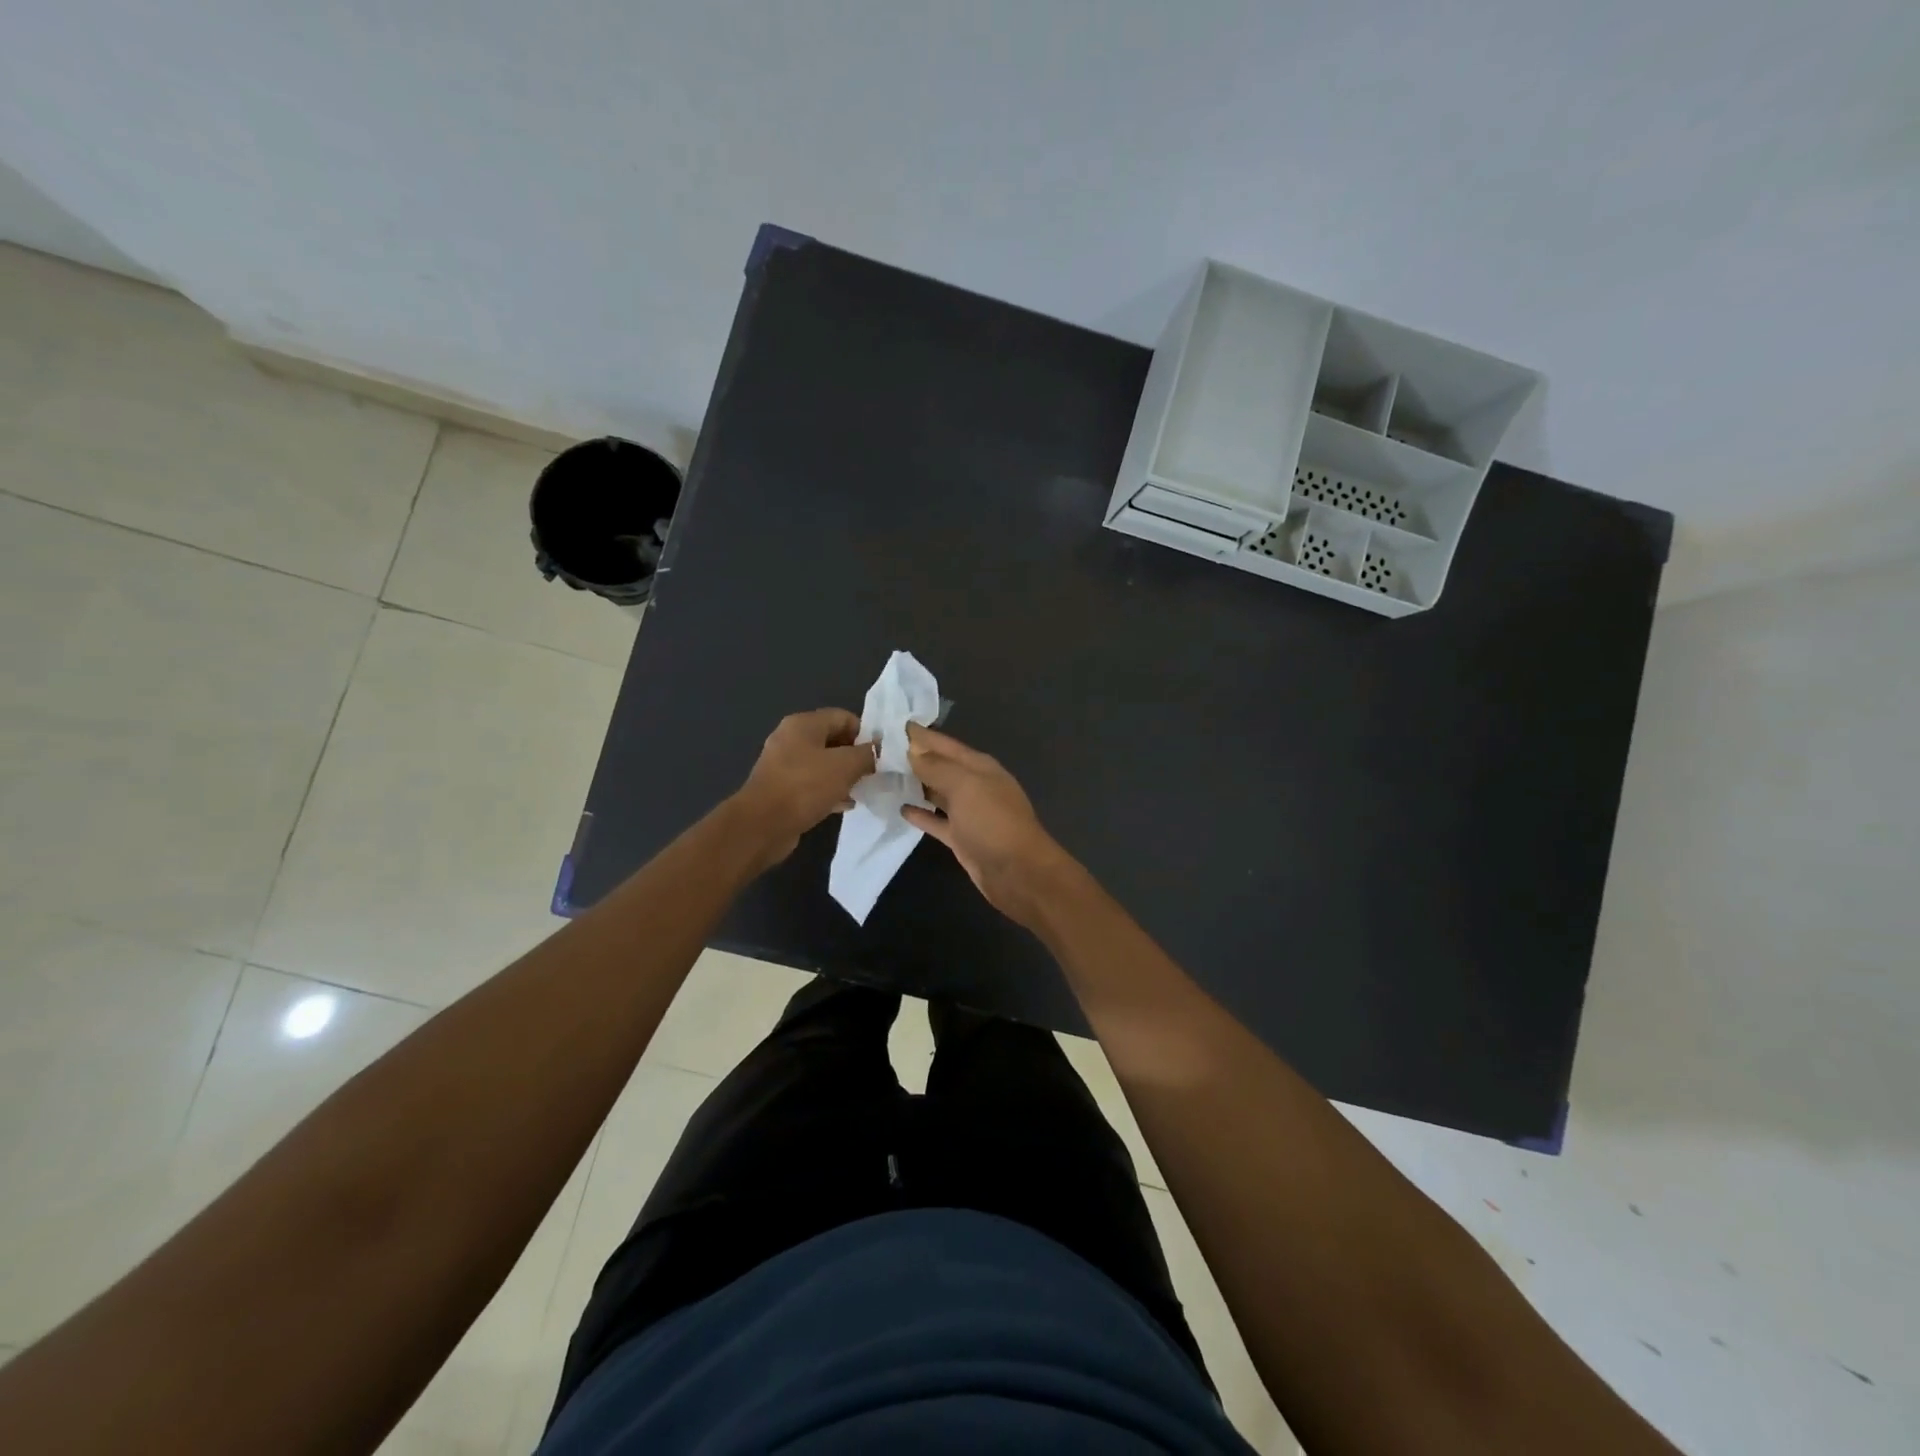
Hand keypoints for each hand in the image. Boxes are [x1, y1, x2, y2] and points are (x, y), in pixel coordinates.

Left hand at [734, 708, 875, 866]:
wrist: (762, 825)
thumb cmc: (805, 787)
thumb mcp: (846, 766)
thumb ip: (867, 754)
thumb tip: (876, 751)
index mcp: (803, 724)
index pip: (843, 717)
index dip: (865, 733)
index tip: (880, 755)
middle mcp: (790, 739)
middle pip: (833, 740)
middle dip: (855, 755)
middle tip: (873, 773)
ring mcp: (783, 765)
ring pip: (823, 764)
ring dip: (844, 775)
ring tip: (862, 789)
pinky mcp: (781, 789)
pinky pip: (812, 784)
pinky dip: (829, 791)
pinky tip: (845, 804)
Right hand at [902, 724, 1073, 927]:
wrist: (1018, 873)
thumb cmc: (993, 822)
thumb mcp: (965, 786)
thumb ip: (937, 767)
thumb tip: (913, 750)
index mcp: (979, 766)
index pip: (945, 744)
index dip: (920, 735)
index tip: (891, 725)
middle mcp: (974, 785)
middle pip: (940, 766)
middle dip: (913, 758)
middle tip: (878, 751)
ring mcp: (969, 813)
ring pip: (937, 793)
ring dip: (914, 785)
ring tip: (883, 777)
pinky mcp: (962, 838)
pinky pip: (937, 821)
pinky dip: (921, 814)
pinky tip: (900, 808)